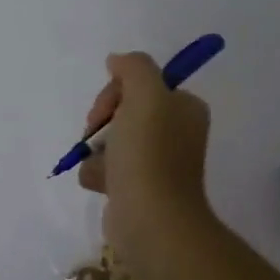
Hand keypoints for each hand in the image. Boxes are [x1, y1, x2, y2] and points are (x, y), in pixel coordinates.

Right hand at [78, 52, 216, 279]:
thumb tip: (116, 60)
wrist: (150, 218)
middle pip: (121, 110)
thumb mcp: (145, 94)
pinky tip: (102, 184)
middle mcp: (174, 132)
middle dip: (102, 121)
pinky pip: (104, 168)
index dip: (116, 92)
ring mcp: (155, 162)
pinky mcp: (136, 186)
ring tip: (103, 167)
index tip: (108, 109)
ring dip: (96, 150)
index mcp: (184, 109)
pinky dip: (97, 174)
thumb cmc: (149, 153)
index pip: (140, 84)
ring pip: (108, 140)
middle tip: (98, 135)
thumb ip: (133, 67)